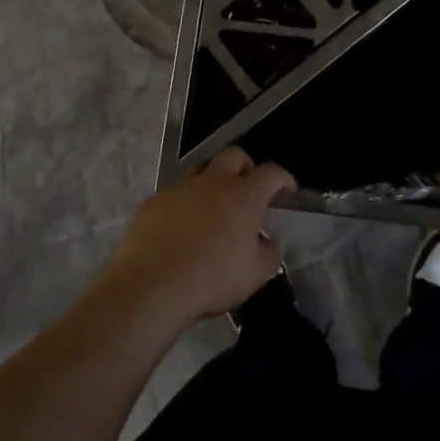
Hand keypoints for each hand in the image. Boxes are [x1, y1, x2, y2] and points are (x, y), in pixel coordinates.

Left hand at [101, 148, 294, 323]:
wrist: (152, 284)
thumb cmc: (212, 279)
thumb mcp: (255, 274)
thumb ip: (269, 253)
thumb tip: (266, 241)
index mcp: (244, 196)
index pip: (271, 173)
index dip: (283, 179)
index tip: (287, 191)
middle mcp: (213, 182)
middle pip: (234, 156)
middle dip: (246, 167)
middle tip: (248, 189)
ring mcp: (180, 188)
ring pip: (201, 169)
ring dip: (212, 181)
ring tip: (213, 206)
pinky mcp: (154, 201)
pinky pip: (174, 193)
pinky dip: (184, 203)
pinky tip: (181, 227)